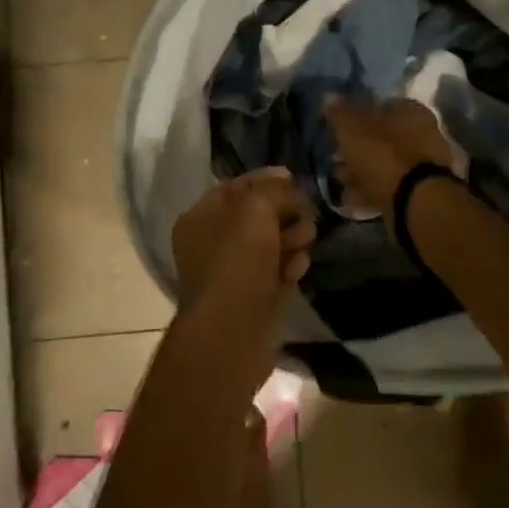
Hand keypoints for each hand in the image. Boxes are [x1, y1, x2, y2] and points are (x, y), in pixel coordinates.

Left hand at [170, 168, 314, 312]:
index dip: (265, 179)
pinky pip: (275, 274)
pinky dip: (289, 267)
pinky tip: (300, 266)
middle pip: (255, 217)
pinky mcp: (251, 299)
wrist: (232, 330)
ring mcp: (231, 274)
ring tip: (308, 238)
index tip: (294, 177)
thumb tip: (287, 186)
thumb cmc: (237, 259)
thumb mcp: (255, 208)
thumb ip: (273, 190)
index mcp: (200, 218)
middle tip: (307, 211)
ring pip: (268, 246)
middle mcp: (210, 244)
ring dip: (291, 238)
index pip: (235, 187)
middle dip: (284, 211)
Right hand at [323, 97, 454, 215]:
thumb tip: (329, 96)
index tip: (337, 131)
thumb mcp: (352, 130)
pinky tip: (352, 200)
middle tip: (336, 159)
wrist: (415, 201)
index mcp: (410, 110)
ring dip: (362, 171)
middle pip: (382, 137)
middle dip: (358, 149)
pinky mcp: (422, 190)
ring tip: (340, 182)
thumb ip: (340, 113)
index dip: (355, 117)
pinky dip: (371, 190)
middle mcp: (423, 132)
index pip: (379, 106)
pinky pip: (391, 185)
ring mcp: (425, 163)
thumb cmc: (383, 155)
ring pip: (385, 162)